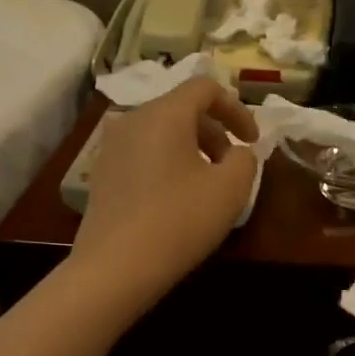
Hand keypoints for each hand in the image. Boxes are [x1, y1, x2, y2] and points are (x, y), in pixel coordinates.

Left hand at [70, 78, 258, 301]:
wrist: (115, 268)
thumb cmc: (180, 220)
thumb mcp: (231, 189)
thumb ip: (245, 159)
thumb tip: (237, 153)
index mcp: (164, 114)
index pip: (205, 87)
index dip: (237, 109)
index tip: (253, 142)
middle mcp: (132, 120)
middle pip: (182, 109)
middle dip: (215, 132)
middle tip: (233, 166)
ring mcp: (111, 147)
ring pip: (161, 133)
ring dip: (192, 149)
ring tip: (207, 185)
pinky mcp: (101, 174)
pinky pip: (143, 154)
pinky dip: (167, 164)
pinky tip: (176, 200)